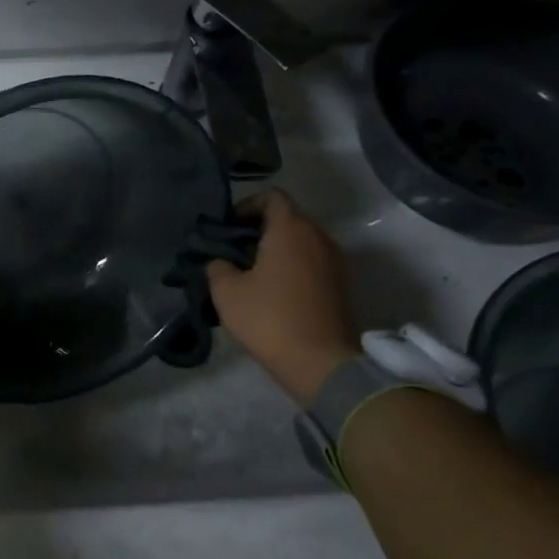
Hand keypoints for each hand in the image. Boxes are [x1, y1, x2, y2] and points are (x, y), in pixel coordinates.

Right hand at [207, 189, 358, 403]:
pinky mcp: (340, 285)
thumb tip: (221, 262)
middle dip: (259, 229)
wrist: (320, 362)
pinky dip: (292, 267)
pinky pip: (311, 262)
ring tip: (250, 273)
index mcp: (291, 229)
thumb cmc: (269, 318)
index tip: (228, 227)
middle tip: (233, 251)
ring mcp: (334, 261)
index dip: (247, 206)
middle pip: (288, 218)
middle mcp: (318, 237)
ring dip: (276, 250)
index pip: (272, 197)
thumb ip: (217, 267)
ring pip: (301, 242)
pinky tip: (272, 291)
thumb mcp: (226, 292)